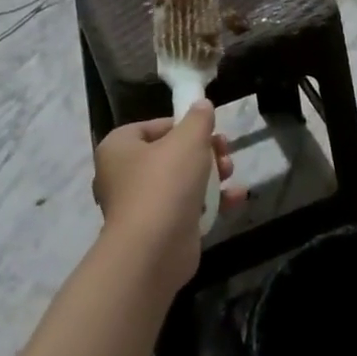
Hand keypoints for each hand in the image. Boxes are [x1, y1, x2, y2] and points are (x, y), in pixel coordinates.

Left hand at [92, 103, 236, 290]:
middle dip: (205, 151)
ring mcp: (141, 206)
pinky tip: (237, 198)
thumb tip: (201, 104)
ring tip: (231, 173)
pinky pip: (188, 208)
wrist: (153, 251)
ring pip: (182, 182)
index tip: (208, 129)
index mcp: (119, 148)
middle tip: (225, 151)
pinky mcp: (159, 231)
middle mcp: (124, 175)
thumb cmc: (165, 183)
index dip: (184, 125)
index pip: (155, 126)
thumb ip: (198, 118)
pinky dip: (212, 202)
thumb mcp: (188, 139)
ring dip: (212, 176)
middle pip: (172, 154)